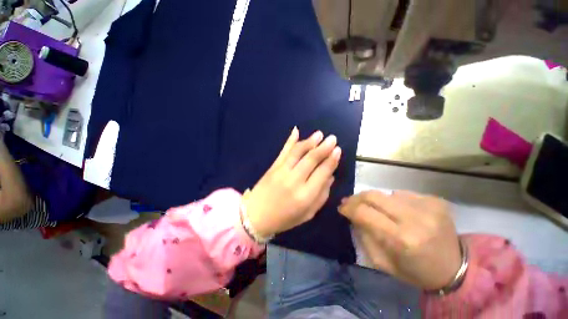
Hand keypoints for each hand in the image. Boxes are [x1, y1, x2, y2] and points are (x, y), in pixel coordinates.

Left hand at [245, 127, 340, 237]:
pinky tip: (296, 130)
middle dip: (323, 147)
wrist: (255, 216)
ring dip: (310, 141)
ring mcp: (282, 171)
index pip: (322, 173)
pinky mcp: (273, 167)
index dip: (331, 160)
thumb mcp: (308, 214)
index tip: (338, 150)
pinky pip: (283, 151)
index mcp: (305, 196)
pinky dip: (290, 140)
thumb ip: (321, 196)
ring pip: (298, 152)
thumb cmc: (284, 218)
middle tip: (332, 139)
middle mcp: (294, 180)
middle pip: (311, 159)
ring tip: (319, 134)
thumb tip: (330, 177)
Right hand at [339, 190, 460, 289]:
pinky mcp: (436, 200)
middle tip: (350, 202)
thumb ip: (364, 236)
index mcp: (402, 239)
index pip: (364, 213)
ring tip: (379, 211)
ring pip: (387, 193)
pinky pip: (403, 194)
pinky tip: (400, 211)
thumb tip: (352, 214)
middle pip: (374, 196)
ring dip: (377, 201)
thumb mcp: (382, 262)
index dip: (349, 207)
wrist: (455, 269)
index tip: (341, 207)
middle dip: (357, 198)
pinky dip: (395, 201)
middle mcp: (416, 218)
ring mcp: (428, 206)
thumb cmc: (415, 271)